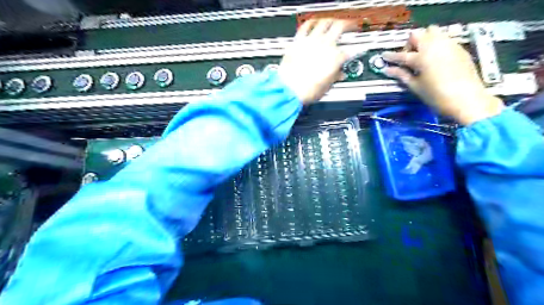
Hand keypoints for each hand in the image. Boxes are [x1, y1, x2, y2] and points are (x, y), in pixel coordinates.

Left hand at [277, 19, 357, 104]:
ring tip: (333, 22)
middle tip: (349, 26)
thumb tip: (339, 75)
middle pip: (340, 27)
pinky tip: (314, 22)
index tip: (348, 55)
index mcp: (336, 58)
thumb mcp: (326, 86)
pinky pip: (306, 26)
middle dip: (347, 26)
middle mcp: (325, 45)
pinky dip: (312, 22)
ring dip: (331, 21)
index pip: (347, 52)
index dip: (349, 54)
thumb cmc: (307, 91)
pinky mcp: (298, 41)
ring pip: (324, 23)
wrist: (289, 90)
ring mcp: (312, 41)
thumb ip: (335, 77)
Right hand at [379, 26, 502, 124]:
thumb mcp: (416, 86)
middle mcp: (435, 46)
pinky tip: (435, 58)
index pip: (401, 55)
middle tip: (408, 57)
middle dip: (409, 44)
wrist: (467, 99)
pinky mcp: (459, 48)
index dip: (391, 56)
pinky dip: (436, 44)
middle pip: (417, 34)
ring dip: (424, 40)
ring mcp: (449, 45)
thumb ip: (401, 75)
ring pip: (433, 32)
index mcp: (421, 57)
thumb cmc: (437, 96)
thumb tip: (388, 70)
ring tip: (422, 56)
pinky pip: (444, 38)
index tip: (384, 56)